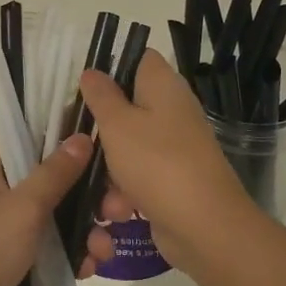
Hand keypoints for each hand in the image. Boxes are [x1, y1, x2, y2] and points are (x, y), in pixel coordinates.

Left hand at [0, 135, 112, 285]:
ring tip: (105, 251)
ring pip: (59, 219)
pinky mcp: (16, 265)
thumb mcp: (21, 208)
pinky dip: (73, 256)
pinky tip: (90, 269)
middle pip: (55, 182)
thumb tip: (82, 136)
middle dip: (90, 196)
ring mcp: (7, 231)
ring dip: (86, 231)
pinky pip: (53, 250)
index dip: (72, 143)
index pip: (35, 141)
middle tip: (120, 211)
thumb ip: (55, 173)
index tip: (110, 151)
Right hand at [77, 49, 257, 269]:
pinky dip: (127, 192)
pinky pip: (141, 176)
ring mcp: (176, 146)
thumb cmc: (156, 163)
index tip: (86, 91)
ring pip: (130, 146)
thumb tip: (92, 71)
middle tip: (80, 142)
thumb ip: (101, 96)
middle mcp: (173, 110)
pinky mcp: (174, 179)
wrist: (205, 226)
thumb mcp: (117, 124)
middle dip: (102, 129)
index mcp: (163, 86)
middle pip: (129, 107)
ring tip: (103, 190)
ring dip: (110, 169)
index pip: (139, 59)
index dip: (112, 68)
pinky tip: (119, 212)